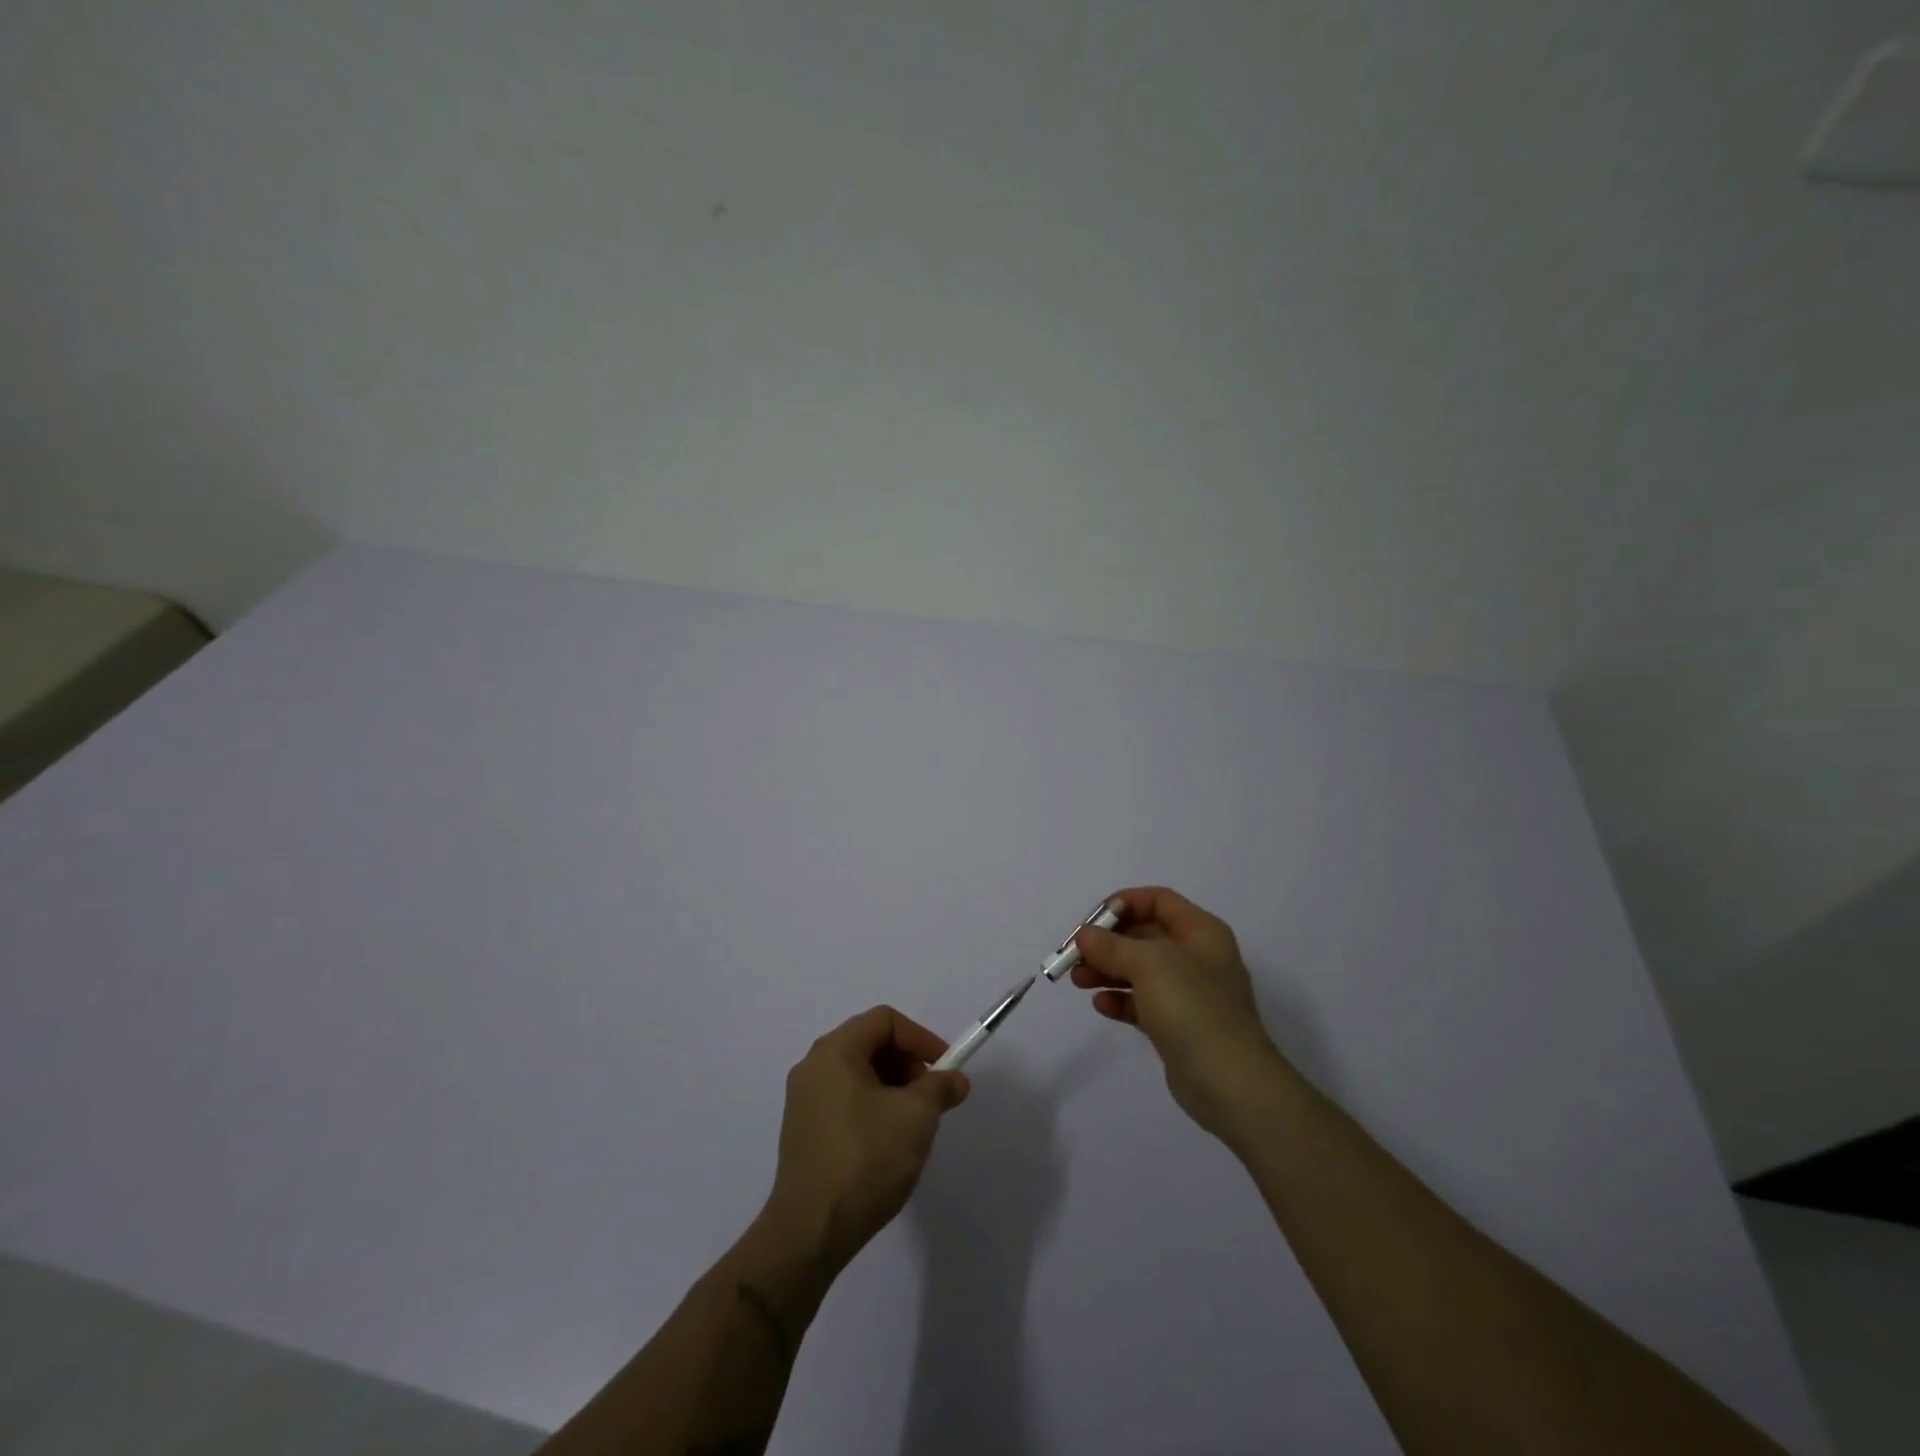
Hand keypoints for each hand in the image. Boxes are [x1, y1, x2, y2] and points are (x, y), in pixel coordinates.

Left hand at [763, 1006, 969, 1270]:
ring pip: (859, 1075)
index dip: (920, 1038)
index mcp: (834, 1051)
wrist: (810, 1233)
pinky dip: (873, 1107)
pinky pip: (845, 1101)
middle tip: (930, 1097)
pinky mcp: (803, 1132)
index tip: (944, 1069)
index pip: (884, 1020)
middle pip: (870, 1043)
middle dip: (907, 1064)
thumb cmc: (865, 1159)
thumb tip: (955, 1080)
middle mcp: (813, 1067)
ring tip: (913, 1124)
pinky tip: (888, 1144)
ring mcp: (804, 1101)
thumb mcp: (916, 1117)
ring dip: (893, 1088)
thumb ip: (940, 1087)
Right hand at [1072, 886, 1287, 1138]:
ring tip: (1078, 981)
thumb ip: (1112, 945)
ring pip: (1139, 970)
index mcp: (1200, 932)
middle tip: (1075, 954)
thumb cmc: (1193, 1008)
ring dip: (1107, 971)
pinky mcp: (1178, 1025)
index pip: (1158, 900)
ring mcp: (1189, 993)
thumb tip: (1085, 935)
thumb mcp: (1149, 964)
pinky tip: (1101, 1005)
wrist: (1230, 1083)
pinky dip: (1120, 1000)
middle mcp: (1197, 957)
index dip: (1124, 903)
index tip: (1091, 921)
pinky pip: (1142, 1002)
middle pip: (1144, 935)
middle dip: (1107, 942)